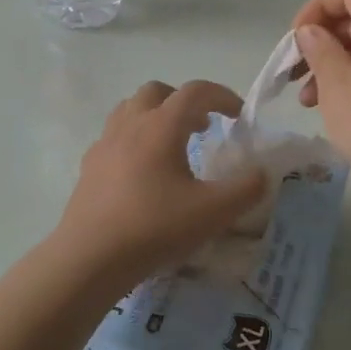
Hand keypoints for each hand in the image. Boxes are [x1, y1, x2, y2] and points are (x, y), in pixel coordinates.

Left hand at [52, 80, 266, 288]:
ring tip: (173, 145)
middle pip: (157, 92)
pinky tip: (143, 172)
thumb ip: (246, 189)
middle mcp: (130, 125)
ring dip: (156, 116)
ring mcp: (104, 144)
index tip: (238, 116)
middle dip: (184, 102)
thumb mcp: (214, 212)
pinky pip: (114, 137)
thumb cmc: (155, 227)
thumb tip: (261, 174)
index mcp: (161, 126)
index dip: (222, 96)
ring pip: (130, 110)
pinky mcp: (89, 166)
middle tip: (202, 127)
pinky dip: (134, 140)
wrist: (91, 257)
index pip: (195, 92)